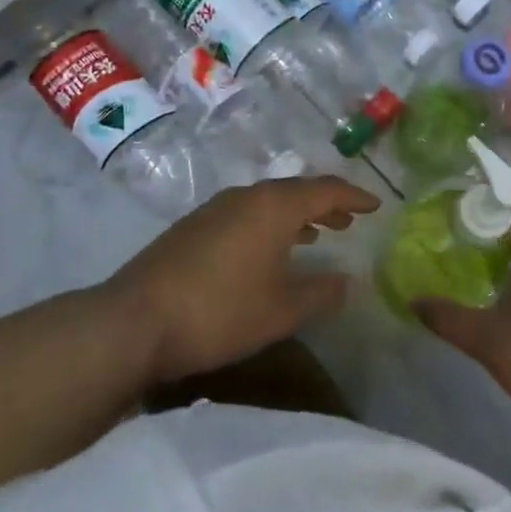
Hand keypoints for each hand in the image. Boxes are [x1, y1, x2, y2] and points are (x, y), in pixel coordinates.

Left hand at [113, 176, 380, 384]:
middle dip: (325, 203)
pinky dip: (268, 224)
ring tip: (316, 233)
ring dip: (296, 214)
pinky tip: (267, 250)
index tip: (376, 205)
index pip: (325, 190)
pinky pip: (245, 214)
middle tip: (348, 219)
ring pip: (267, 202)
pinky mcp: (193, 227)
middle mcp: (245, 197)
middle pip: (295, 191)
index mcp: (273, 207)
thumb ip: (320, 293)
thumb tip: (347, 280)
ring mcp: (214, 209)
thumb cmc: (219, 312)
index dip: (353, 196)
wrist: (134, 321)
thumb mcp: (281, 310)